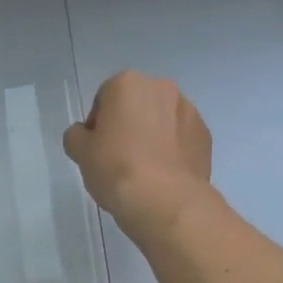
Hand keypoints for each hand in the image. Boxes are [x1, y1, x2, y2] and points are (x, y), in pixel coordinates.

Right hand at [62, 71, 213, 244]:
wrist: (165, 200)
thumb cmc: (116, 168)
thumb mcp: (80, 152)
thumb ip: (77, 136)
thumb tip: (85, 135)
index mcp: (127, 83)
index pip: (104, 99)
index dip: (98, 125)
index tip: (97, 150)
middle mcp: (162, 87)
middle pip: (137, 104)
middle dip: (129, 125)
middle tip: (119, 158)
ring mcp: (189, 110)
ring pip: (163, 120)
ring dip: (153, 135)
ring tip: (145, 169)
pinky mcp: (205, 136)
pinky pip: (182, 138)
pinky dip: (173, 150)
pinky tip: (165, 175)